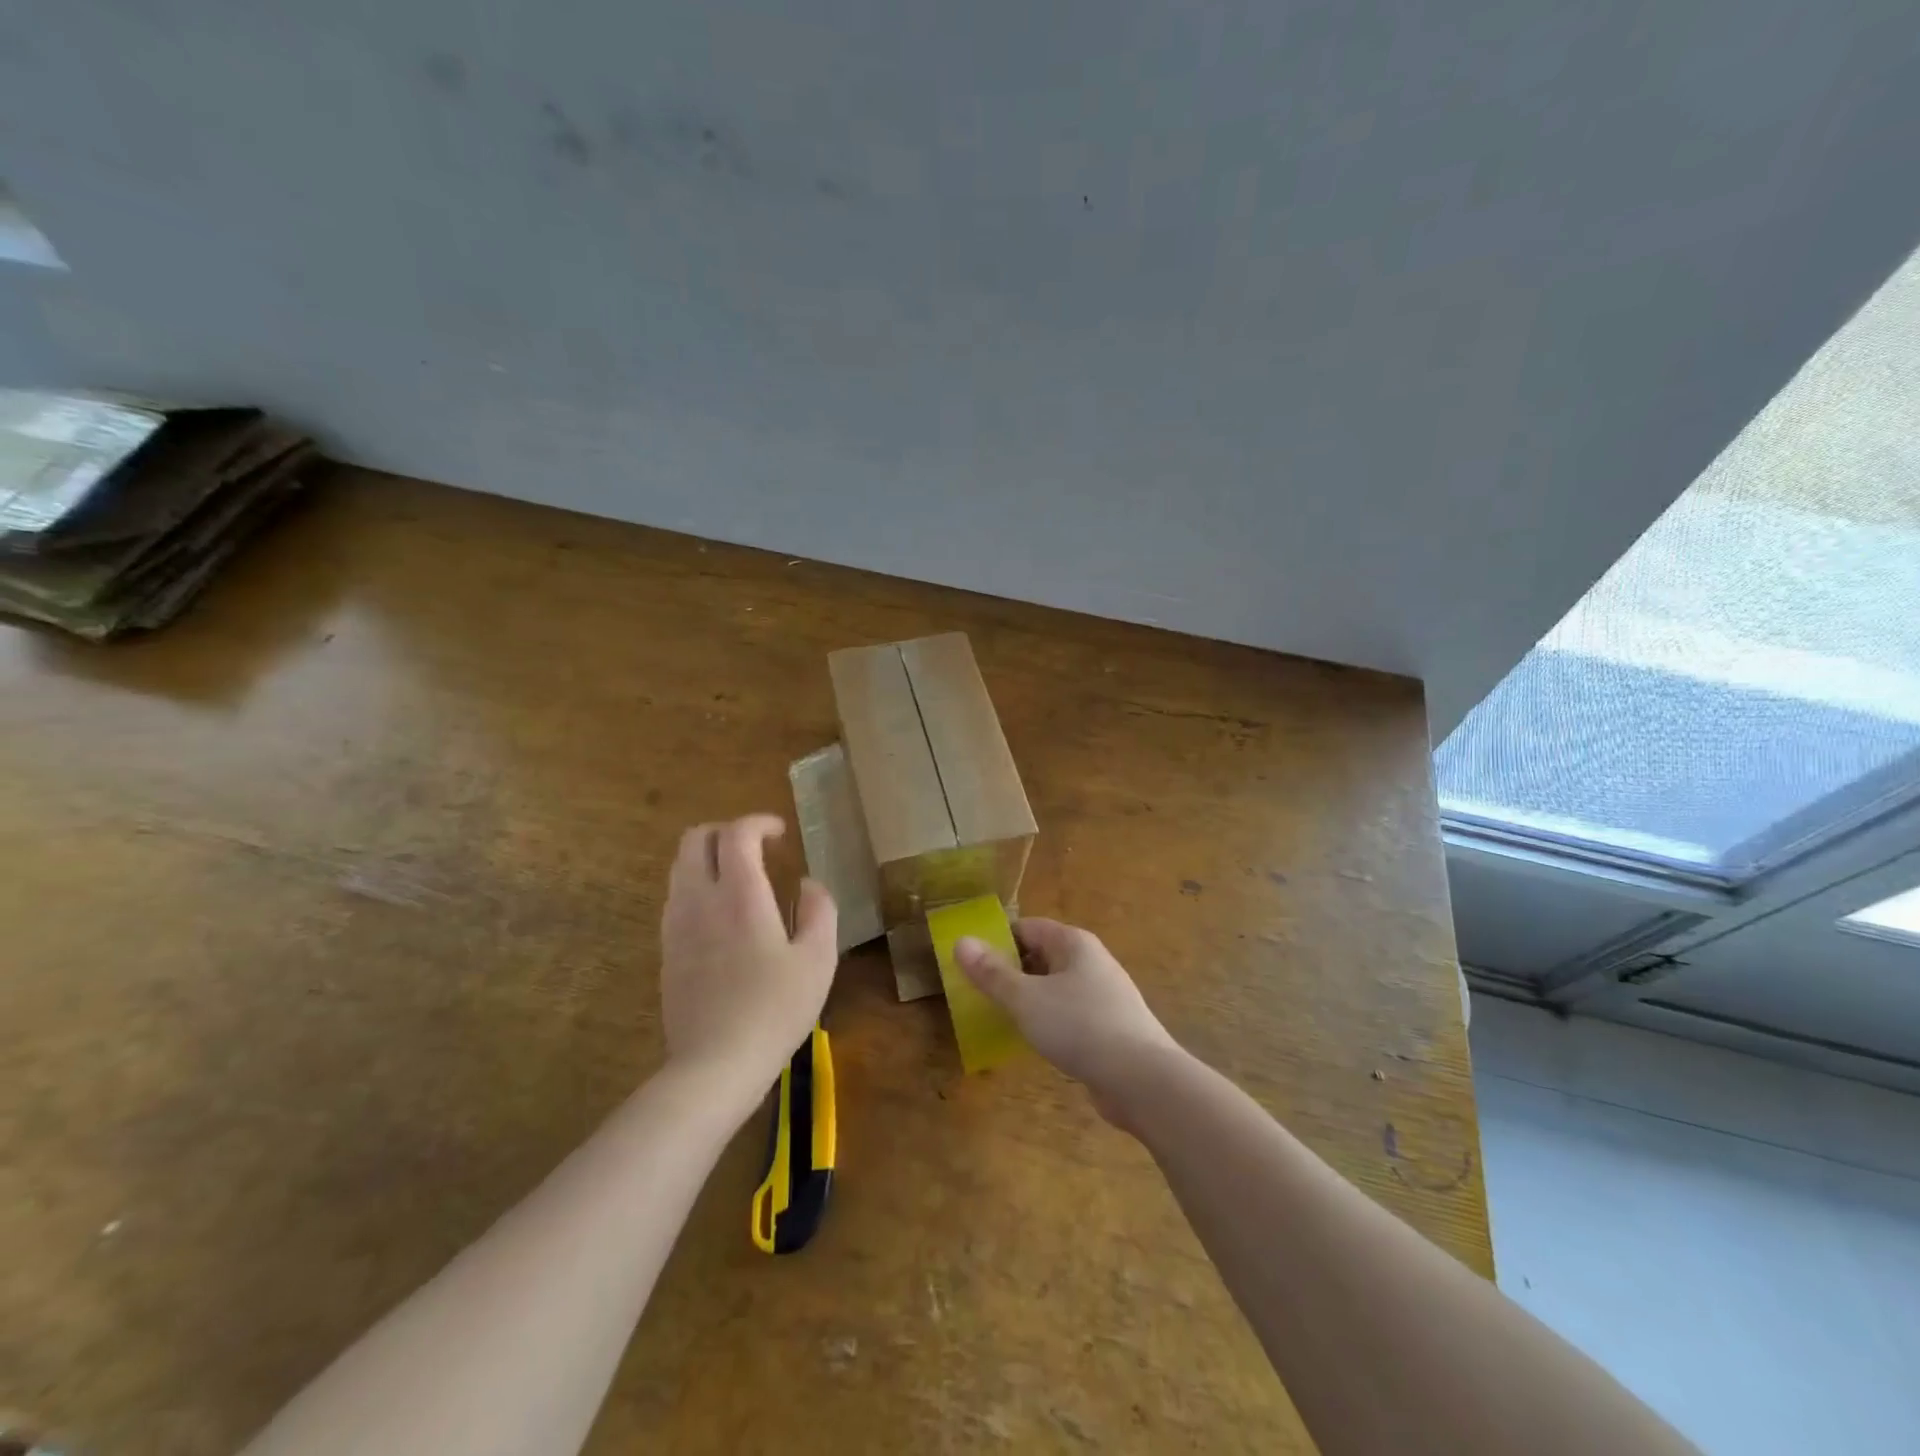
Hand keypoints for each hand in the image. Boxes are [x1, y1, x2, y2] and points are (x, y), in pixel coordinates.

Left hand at [660, 815, 837, 1099]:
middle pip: (695, 839)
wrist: (715, 1064)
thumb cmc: (775, 1009)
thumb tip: (808, 884)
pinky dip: (698, 887)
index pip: (736, 834)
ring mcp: (676, 925)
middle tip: (756, 848)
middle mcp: (699, 899)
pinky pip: (676, 898)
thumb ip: (819, 910)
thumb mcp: (818, 959)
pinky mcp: (667, 951)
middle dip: (726, 832)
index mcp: (739, 894)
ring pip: (680, 867)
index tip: (780, 833)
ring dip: (709, 859)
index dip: (759, 822)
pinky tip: (723, 916)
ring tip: (740, 878)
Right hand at [955, 918, 1179, 1129]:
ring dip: (1029, 998)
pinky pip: (1070, 1013)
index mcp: (1074, 943)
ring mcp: (1104, 995)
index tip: (970, 962)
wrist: (1142, 1079)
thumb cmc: (1080, 1026)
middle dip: (1011, 970)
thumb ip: (992, 973)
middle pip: (1042, 955)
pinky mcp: (1110, 1027)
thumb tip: (961, 941)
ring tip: (999, 1017)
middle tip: (978, 992)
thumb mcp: (1026, 999)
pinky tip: (1034, 1041)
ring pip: (1055, 986)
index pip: (1027, 927)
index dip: (997, 940)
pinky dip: (1049, 1020)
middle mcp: (1091, 961)